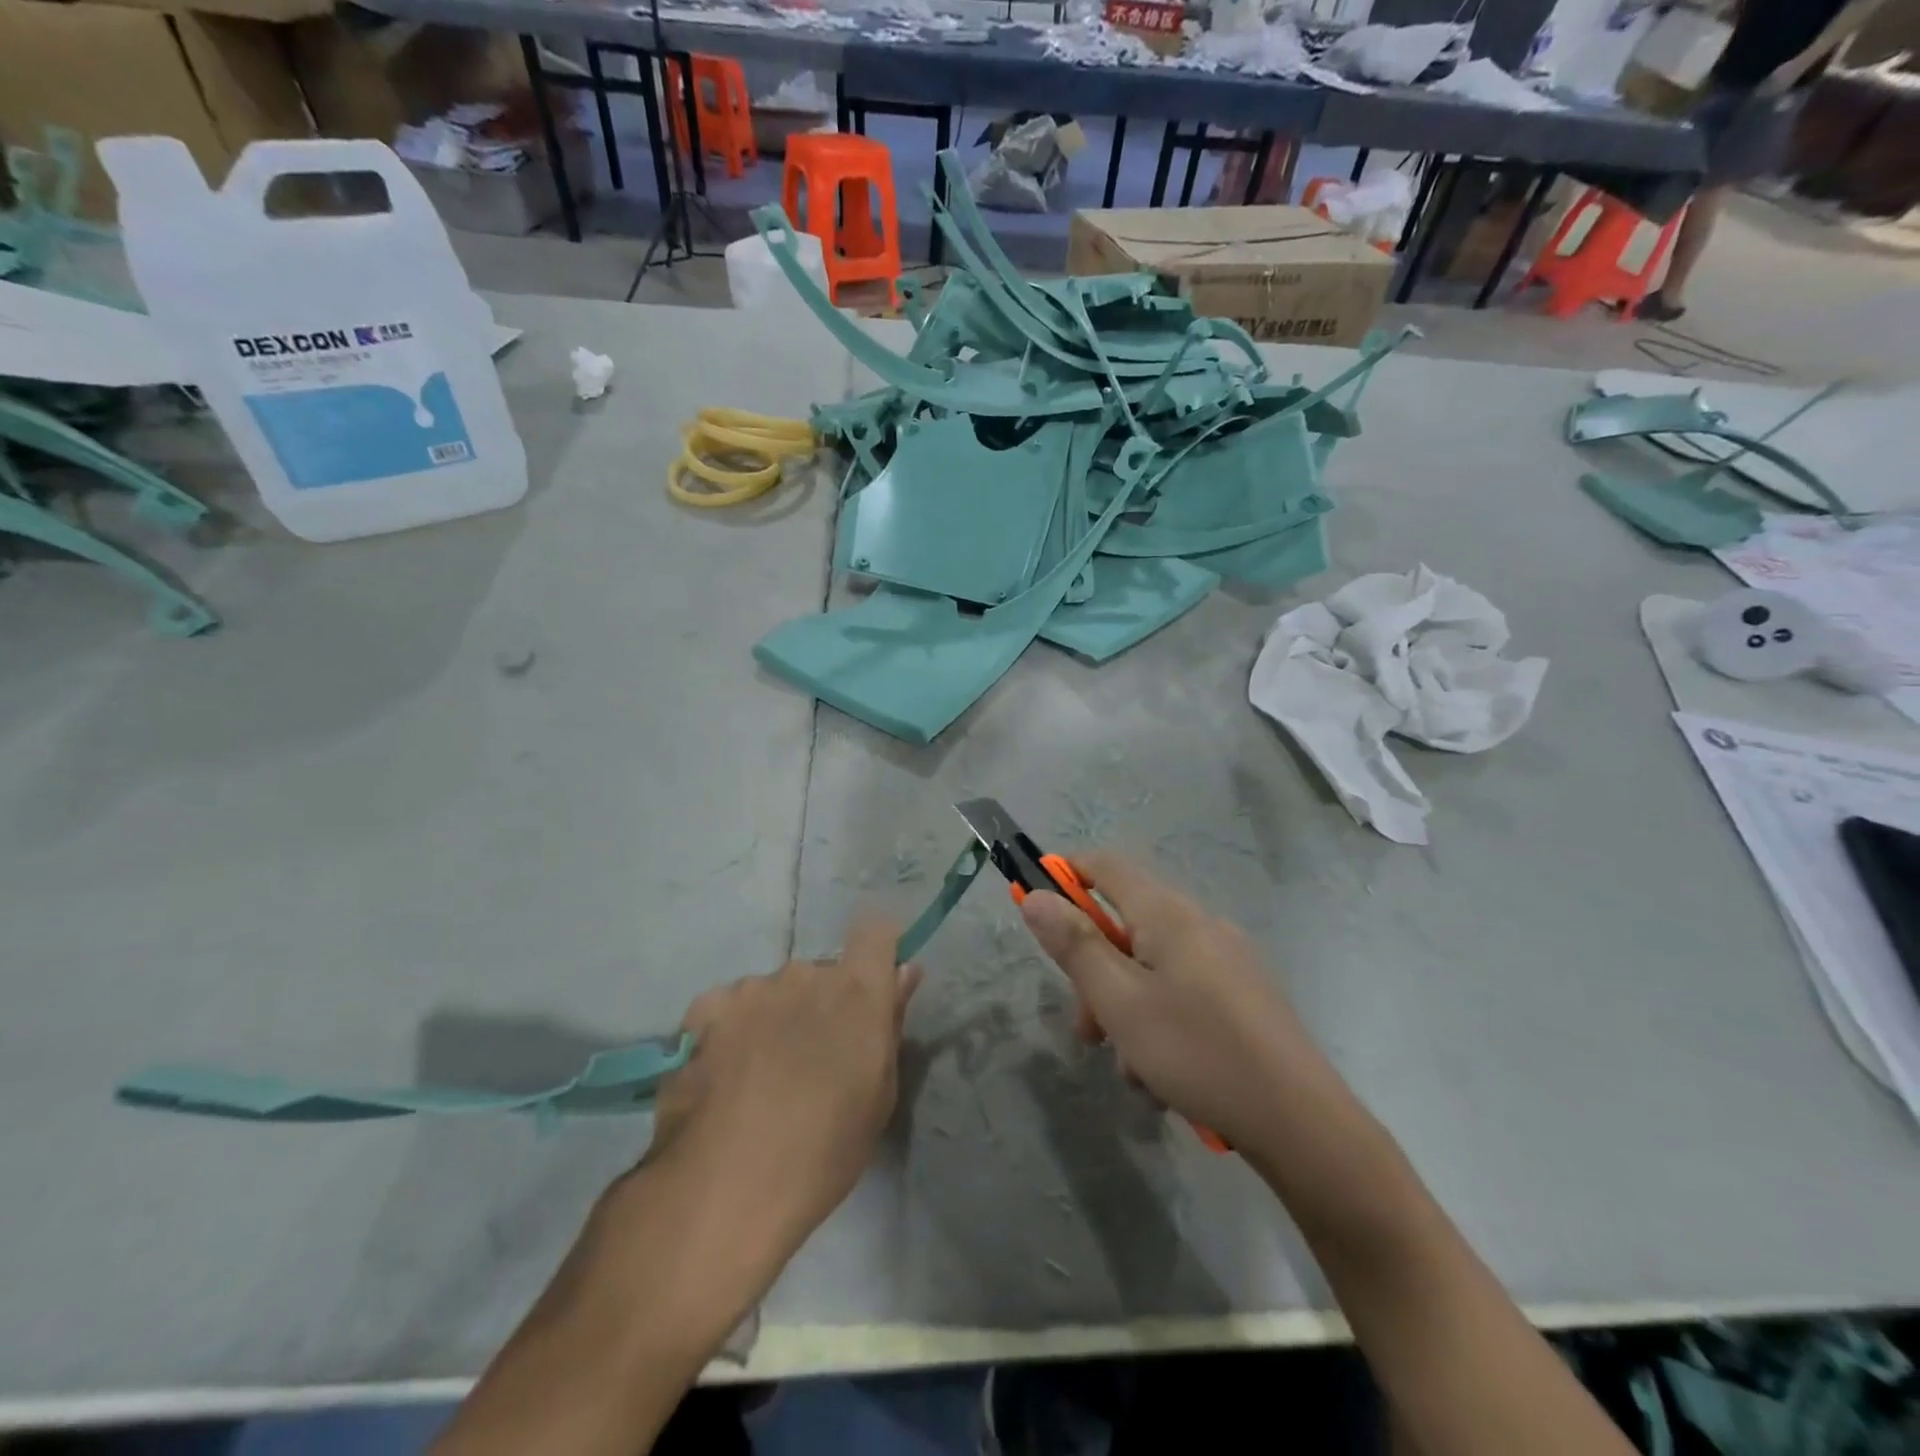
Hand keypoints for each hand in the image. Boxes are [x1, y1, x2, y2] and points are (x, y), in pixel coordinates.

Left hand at [644, 916, 921, 1264]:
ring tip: (759, 1077)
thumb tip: (904, 971)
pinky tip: (724, 1074)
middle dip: (821, 1004)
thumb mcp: (878, 1094)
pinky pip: (731, 1005)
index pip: (876, 932)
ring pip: (775, 991)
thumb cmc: (822, 1151)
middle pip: (822, 973)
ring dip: (776, 1017)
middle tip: (811, 1060)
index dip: (877, 951)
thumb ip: (890, 1022)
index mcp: (855, 991)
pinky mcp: (705, 1007)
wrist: (723, 1188)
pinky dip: (733, 1029)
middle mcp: (805, 974)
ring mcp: (751, 988)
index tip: (874, 983)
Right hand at [1020, 854, 1318, 1152]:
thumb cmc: (1197, 1052)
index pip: (1106, 865)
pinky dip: (1161, 1023)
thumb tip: (1036, 896)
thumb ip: (1075, 945)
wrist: (1301, 1124)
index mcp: (1169, 914)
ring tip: (1133, 1070)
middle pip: (1126, 926)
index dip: (1066, 875)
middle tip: (1089, 1031)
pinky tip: (1166, 1078)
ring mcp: (1228, 960)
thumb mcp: (1119, 1002)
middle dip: (1096, 974)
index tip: (1037, 908)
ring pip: (1152, 969)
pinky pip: (1183, 992)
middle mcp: (1200, 924)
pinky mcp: (1244, 996)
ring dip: (1127, 1010)